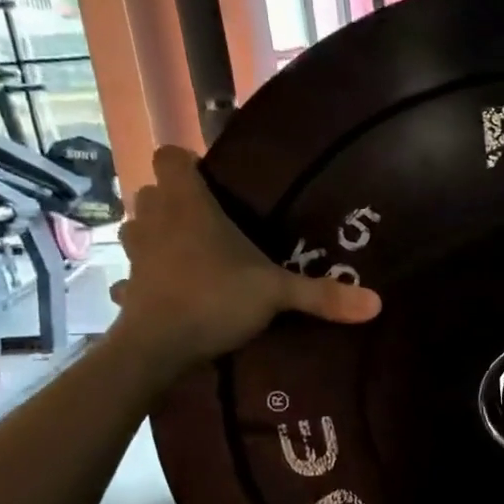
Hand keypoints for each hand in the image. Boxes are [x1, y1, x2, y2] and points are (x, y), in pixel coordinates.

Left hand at [111, 145, 379, 378]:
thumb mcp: (276, 293)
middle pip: (152, 192)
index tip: (213, 183)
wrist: (156, 348)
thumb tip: (377, 302)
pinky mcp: (125, 288)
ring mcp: (134, 254)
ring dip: (157, 236)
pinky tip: (167, 293)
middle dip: (175, 202)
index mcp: (187, 204)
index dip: (187, 163)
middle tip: (212, 224)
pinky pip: (131, 275)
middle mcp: (154, 220)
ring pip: (137, 229)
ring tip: (190, 255)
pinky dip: (145, 280)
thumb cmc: (214, 299)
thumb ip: (322, 294)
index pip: (168, 155)